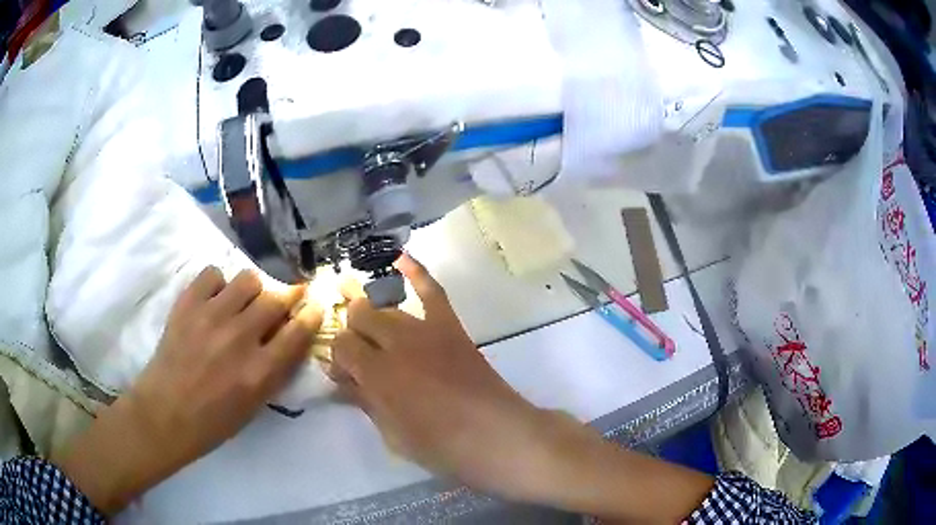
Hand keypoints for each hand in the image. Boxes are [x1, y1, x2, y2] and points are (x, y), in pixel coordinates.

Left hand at [54, 267, 322, 513]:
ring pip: (247, 278)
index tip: (315, 304)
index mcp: (260, 371)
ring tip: (244, 301)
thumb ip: (274, 370)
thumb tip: (287, 338)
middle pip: (276, 298)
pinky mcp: (187, 304)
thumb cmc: (213, 421)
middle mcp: (239, 338)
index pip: (298, 331)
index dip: (312, 313)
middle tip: (284, 299)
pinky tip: (214, 299)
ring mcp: (211, 317)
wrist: (165, 413)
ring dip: (253, 289)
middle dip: (288, 295)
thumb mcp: (254, 405)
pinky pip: (212, 273)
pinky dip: (218, 283)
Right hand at [329, 254, 579, 501]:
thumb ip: (365, 402)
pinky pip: (431, 290)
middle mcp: (396, 344)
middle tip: (359, 355)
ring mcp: (425, 331)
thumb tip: (341, 381)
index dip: (337, 358)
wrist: (498, 435)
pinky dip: (416, 271)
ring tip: (367, 324)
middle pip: (359, 317)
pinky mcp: (450, 327)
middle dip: (352, 332)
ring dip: (371, 313)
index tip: (342, 373)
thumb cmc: (442, 447)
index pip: (341, 346)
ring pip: (386, 307)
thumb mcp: (393, 434)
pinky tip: (400, 257)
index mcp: (378, 375)